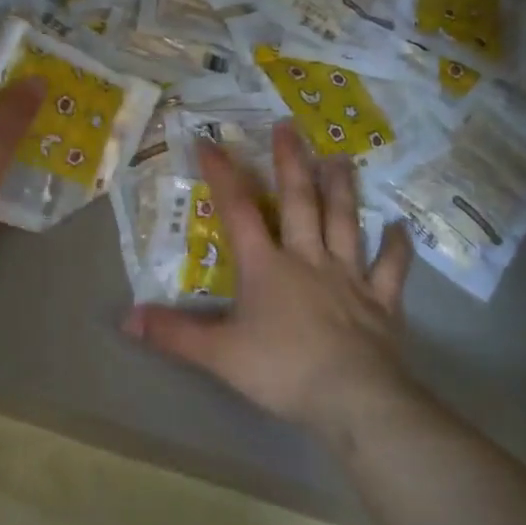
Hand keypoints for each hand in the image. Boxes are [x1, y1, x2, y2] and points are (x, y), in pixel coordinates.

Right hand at [122, 122, 415, 442]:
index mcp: (267, 266)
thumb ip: (174, 335)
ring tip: (340, 157)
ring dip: (342, 188)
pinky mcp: (381, 300)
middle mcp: (308, 259)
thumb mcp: (218, 355)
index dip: (223, 175)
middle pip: (300, 201)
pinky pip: (391, 267)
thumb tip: (126, 319)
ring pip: (345, 221)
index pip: (239, 211)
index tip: (210, 142)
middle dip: (291, 162)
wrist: (353, 399)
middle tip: (289, 126)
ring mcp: (349, 276)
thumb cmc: (282, 371)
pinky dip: (396, 246)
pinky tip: (399, 227)